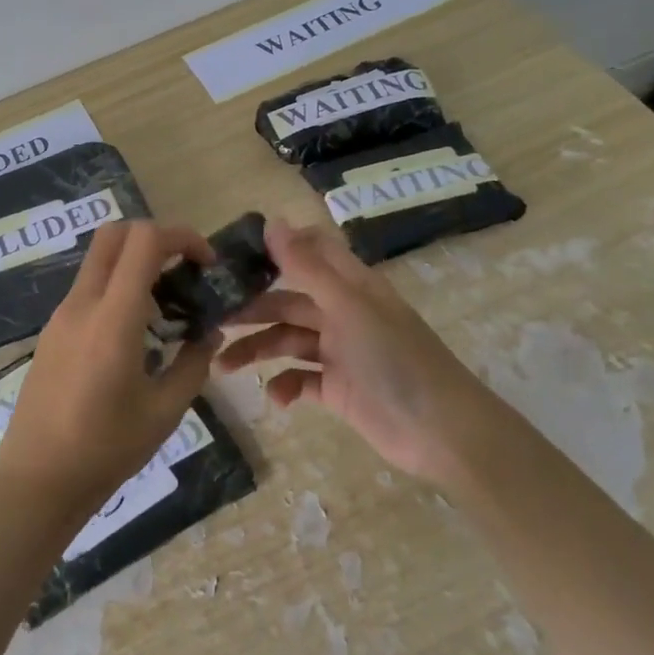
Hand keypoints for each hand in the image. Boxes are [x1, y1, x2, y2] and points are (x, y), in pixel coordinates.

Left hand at [0, 221, 220, 523]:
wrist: (38, 479)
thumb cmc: (107, 449)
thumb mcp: (165, 411)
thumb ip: (193, 363)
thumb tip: (208, 333)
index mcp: (112, 318)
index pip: (143, 241)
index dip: (181, 237)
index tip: (206, 262)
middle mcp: (81, 305)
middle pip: (113, 235)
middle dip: (154, 238)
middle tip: (184, 270)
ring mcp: (60, 316)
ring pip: (98, 262)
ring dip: (134, 265)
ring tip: (166, 308)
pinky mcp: (51, 332)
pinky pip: (87, 290)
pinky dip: (115, 289)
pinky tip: (135, 333)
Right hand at [216, 220, 504, 484]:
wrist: (443, 433)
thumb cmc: (396, 359)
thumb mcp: (348, 306)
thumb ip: (307, 266)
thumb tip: (271, 221)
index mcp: (348, 286)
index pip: (308, 252)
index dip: (273, 249)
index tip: (230, 257)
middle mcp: (341, 313)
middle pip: (286, 302)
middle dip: (250, 310)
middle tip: (210, 319)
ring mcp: (339, 352)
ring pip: (286, 341)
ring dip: (256, 351)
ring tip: (223, 366)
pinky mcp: (337, 389)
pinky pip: (300, 381)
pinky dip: (284, 387)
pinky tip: (275, 398)